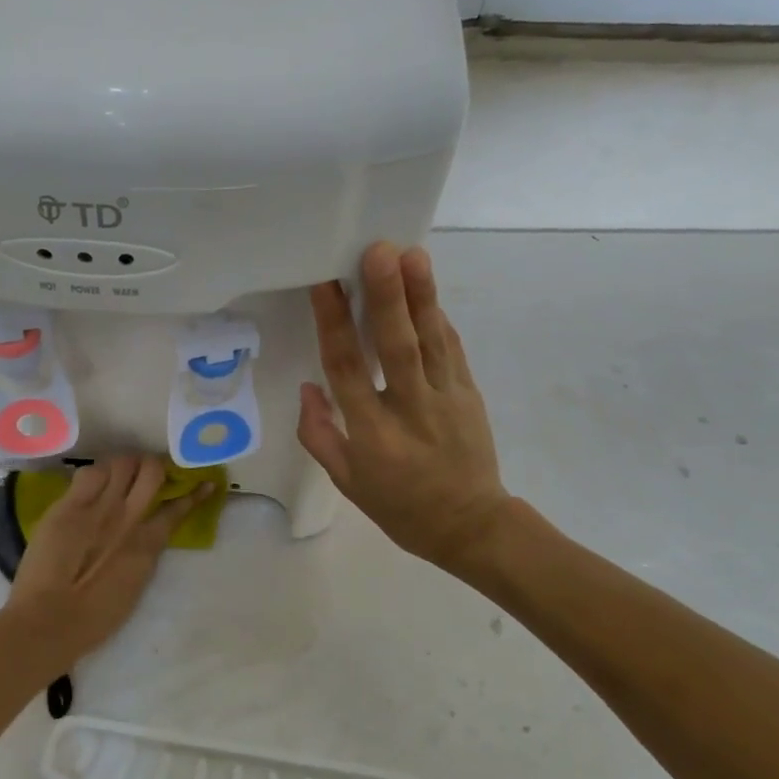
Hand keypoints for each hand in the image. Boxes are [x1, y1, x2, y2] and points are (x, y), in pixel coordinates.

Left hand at [4, 455, 209, 665]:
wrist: (49, 620)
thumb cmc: (94, 619)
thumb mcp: (134, 585)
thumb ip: (143, 555)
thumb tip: (146, 537)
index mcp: (149, 544)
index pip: (178, 508)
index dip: (193, 493)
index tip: (203, 483)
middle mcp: (129, 517)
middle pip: (151, 470)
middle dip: (151, 466)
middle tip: (144, 472)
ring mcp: (99, 507)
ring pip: (121, 463)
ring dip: (122, 466)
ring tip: (115, 474)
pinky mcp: (69, 506)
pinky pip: (88, 473)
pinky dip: (94, 474)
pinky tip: (90, 484)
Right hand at [298, 242, 514, 575]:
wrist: (471, 526)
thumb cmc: (400, 507)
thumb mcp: (348, 483)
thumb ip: (321, 436)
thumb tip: (308, 388)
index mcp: (372, 435)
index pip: (348, 370)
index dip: (335, 325)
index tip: (326, 285)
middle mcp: (410, 410)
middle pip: (397, 347)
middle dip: (387, 297)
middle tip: (379, 252)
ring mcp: (446, 400)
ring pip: (431, 341)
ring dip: (421, 296)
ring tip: (412, 255)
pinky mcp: (470, 395)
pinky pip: (452, 351)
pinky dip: (439, 319)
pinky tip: (429, 290)